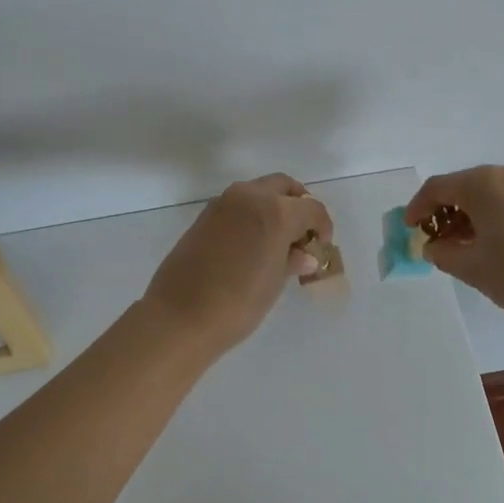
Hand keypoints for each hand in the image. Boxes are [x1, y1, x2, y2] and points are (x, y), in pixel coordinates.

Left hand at [142, 174, 334, 355]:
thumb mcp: (274, 282)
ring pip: (259, 191)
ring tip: (278, 240)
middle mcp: (250, 196)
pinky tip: (253, 243)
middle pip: (284, 187)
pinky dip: (252, 214)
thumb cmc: (238, 303)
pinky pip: (238, 204)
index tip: (321, 246)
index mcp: (276, 211)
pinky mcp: (205, 215)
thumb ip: (292, 260)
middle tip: (303, 233)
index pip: (311, 209)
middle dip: (298, 205)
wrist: (181, 315)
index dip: (322, 226)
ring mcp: (224, 203)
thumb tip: (305, 256)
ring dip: (274, 206)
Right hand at [405, 162, 503, 332]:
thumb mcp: (471, 268)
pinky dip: (490, 213)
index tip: (410, 228)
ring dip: (468, 213)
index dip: (418, 207)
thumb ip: (442, 253)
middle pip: (463, 186)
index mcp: (482, 183)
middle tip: (434, 238)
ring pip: (487, 192)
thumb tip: (434, 246)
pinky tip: (487, 240)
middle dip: (444, 210)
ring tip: (459, 244)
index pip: (438, 188)